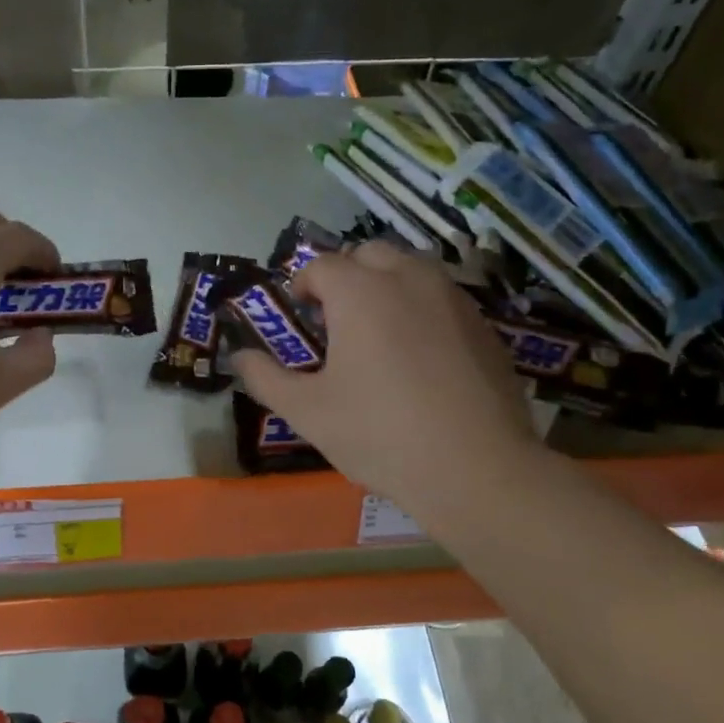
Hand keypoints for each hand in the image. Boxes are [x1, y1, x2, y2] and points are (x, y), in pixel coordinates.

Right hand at [235, 241, 545, 516]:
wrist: (476, 468)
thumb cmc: (379, 434)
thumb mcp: (307, 412)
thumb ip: (265, 377)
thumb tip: (239, 357)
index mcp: (360, 292)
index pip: (322, 265)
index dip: (303, 285)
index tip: (300, 314)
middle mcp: (408, 279)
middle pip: (370, 254)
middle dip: (347, 275)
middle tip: (337, 318)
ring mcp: (453, 299)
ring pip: (412, 267)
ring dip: (387, 284)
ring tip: (378, 329)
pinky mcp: (484, 325)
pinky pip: (443, 296)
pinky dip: (422, 306)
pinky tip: (420, 353)